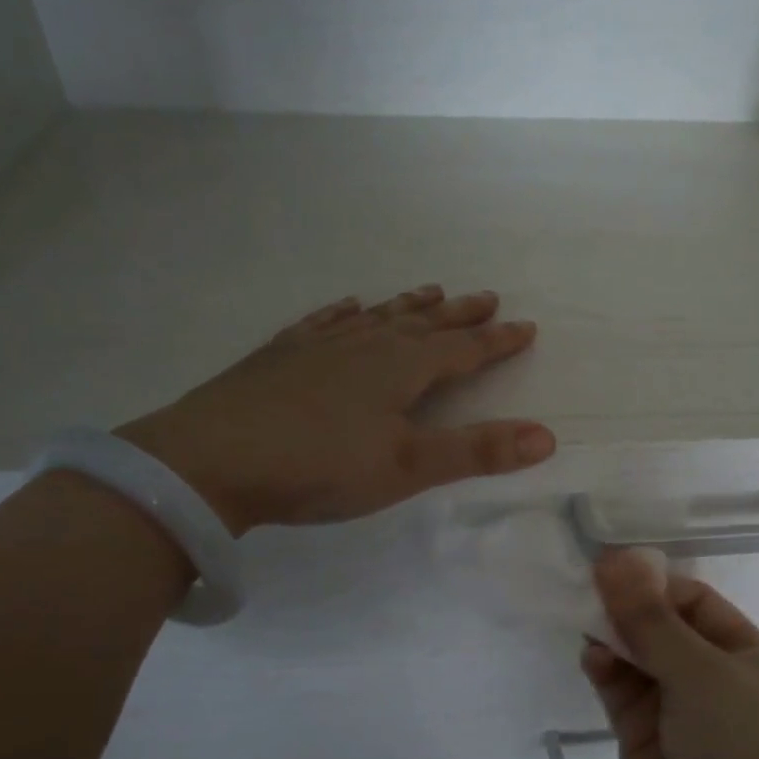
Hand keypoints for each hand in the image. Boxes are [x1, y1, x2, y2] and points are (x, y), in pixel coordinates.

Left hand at [117, 286, 555, 531]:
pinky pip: (324, 322)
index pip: (464, 350)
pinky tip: (350, 306)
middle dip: (460, 314)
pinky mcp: (281, 355)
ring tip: (431, 291)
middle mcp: (366, 345)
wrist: (210, 461)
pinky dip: (345, 312)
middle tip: (487, 296)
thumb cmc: (319, 466)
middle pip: (424, 324)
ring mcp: (319, 345)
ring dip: (409, 305)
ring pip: (378, 317)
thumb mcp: (407, 467)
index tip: (526, 326)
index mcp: (401, 368)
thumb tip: (548, 437)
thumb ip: (476, 451)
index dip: (497, 341)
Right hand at [582, 550, 758, 758]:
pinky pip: (624, 698)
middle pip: (666, 631)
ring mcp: (682, 719)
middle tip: (585, 587)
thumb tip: (616, 559)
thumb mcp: (704, 676)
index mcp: (752, 659)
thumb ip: (652, 621)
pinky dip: (607, 673)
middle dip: (630, 610)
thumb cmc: (745, 758)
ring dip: (615, 639)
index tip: (610, 568)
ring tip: (583, 618)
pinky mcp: (648, 749)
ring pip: (641, 663)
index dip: (655, 584)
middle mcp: (718, 684)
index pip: (698, 603)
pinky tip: (591, 656)